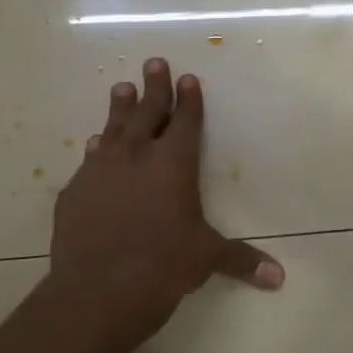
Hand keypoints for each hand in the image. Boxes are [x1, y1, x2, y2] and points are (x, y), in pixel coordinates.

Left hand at [47, 58, 281, 352]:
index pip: (185, 121)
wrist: (97, 290)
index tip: (188, 78)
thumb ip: (241, 259)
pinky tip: (94, 143)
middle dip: (154, 87)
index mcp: (174, 164)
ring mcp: (100, 171)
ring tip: (121, 87)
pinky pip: (89, 160)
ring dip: (119, 108)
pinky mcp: (74, 192)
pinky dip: (96, 148)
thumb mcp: (206, 258)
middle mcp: (137, 157)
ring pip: (113, 129)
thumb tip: (279, 277)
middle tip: (154, 62)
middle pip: (147, 112)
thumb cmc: (163, 265)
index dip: (189, 99)